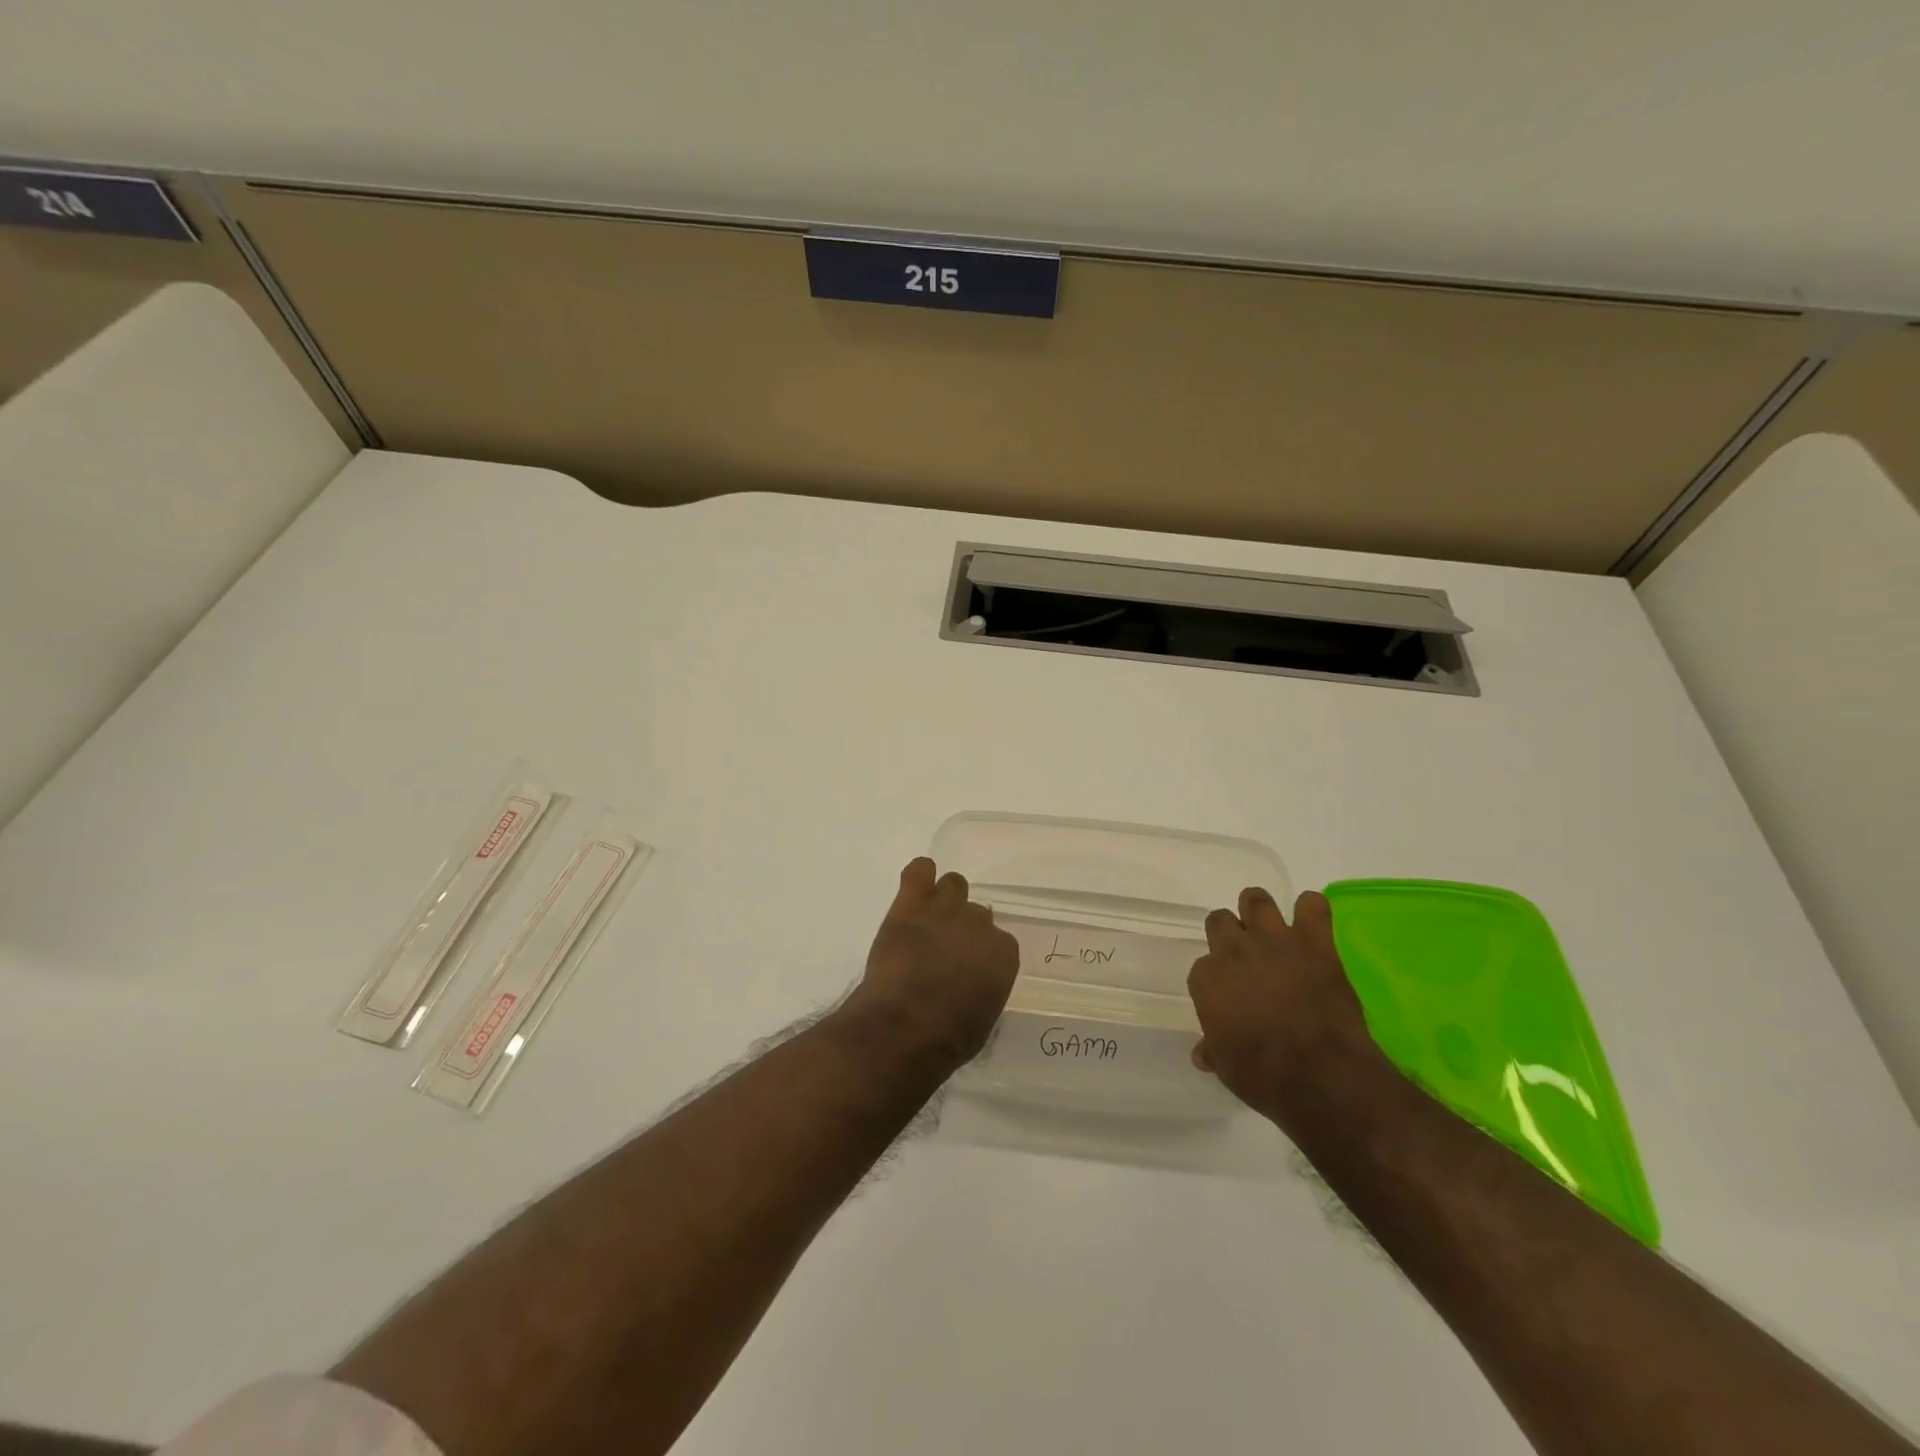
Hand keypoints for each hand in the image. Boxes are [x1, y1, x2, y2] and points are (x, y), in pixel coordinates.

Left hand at [845, 857, 1020, 1069]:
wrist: (905, 1028)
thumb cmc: (948, 1038)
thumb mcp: (982, 1018)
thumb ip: (984, 988)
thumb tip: (972, 983)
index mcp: (1003, 953)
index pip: (998, 941)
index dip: (980, 953)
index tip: (966, 968)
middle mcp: (979, 923)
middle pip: (976, 913)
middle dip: (962, 928)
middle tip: (943, 949)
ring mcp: (944, 909)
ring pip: (953, 884)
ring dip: (944, 899)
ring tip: (928, 919)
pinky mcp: (910, 905)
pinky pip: (919, 870)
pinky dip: (919, 875)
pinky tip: (914, 888)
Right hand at [1187, 888, 1385, 1130]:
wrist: (1321, 1076)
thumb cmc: (1264, 1076)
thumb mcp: (1226, 1068)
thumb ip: (1213, 1049)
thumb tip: (1202, 1053)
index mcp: (1208, 979)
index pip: (1203, 966)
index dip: (1216, 980)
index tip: (1229, 995)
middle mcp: (1234, 950)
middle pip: (1220, 920)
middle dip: (1231, 934)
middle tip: (1247, 956)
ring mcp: (1275, 941)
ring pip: (1256, 899)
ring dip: (1261, 911)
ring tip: (1272, 930)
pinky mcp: (1315, 942)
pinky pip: (1313, 905)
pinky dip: (1312, 911)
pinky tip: (1313, 926)